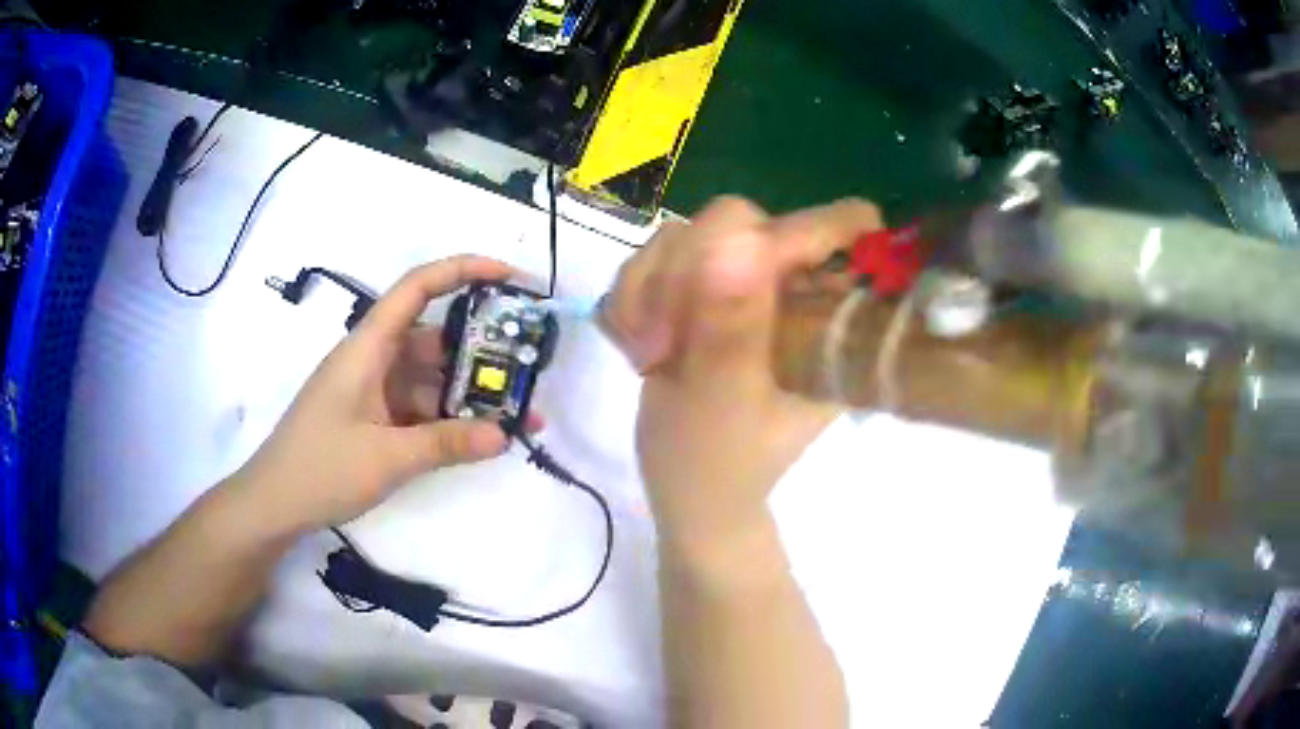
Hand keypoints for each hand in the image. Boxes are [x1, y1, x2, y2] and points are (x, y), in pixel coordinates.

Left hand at [235, 256, 536, 533]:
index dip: (463, 271)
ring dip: (468, 393)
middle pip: (433, 338)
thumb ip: (446, 443)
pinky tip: (480, 436)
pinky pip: (420, 407)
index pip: (417, 288)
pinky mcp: (375, 418)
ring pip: (430, 378)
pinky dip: (449, 419)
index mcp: (368, 347)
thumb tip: (505, 434)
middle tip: (529, 364)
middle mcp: (373, 360)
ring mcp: (374, 391)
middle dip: (480, 349)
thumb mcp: (387, 457)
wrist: (275, 503)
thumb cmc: (321, 468)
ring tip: (518, 413)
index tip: (510, 277)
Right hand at [602, 197, 882, 551]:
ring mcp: (745, 283)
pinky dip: (634, 296)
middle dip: (685, 275)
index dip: (790, 237)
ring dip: (649, 291)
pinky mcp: (703, 287)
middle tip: (663, 342)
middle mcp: (794, 286)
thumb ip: (733, 324)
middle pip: (738, 220)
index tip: (727, 283)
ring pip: (686, 236)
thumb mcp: (726, 401)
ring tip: (648, 354)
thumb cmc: (719, 463)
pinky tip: (637, 343)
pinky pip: (656, 257)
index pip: (842, 226)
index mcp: (832, 314)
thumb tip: (737, 236)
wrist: (686, 488)